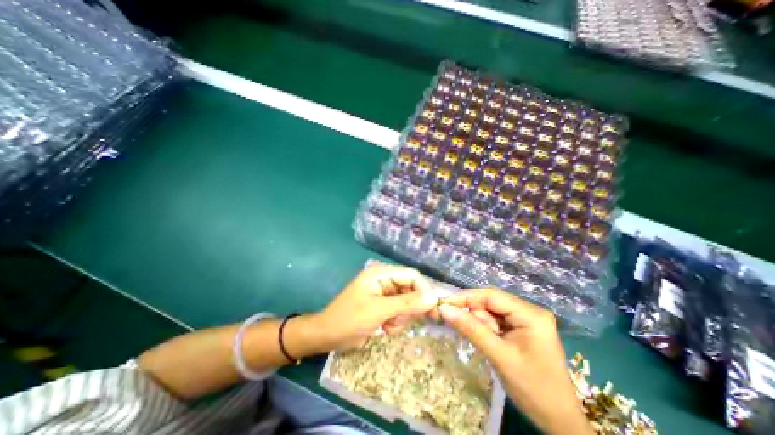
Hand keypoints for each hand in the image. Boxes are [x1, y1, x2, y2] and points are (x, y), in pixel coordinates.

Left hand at [303, 265, 438, 352]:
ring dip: (402, 317)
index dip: (425, 290)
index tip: (434, 309)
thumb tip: (433, 298)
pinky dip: (397, 322)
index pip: (411, 275)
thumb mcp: (379, 311)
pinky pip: (400, 312)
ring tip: (388, 325)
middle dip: (411, 307)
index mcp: (381, 273)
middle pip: (411, 289)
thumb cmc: (349, 319)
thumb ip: (407, 304)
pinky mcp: (383, 306)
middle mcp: (385, 280)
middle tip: (404, 321)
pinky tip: (385, 328)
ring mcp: (384, 294)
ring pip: (407, 303)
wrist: (327, 336)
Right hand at [436, 288, 594, 434]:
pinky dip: (485, 328)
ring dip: (479, 323)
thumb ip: (471, 329)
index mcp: (531, 314)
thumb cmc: (534, 389)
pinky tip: (485, 340)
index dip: (465, 297)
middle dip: (472, 313)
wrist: (559, 422)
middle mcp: (529, 311)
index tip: (443, 302)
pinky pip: (496, 321)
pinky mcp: (521, 329)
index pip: (491, 296)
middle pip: (491, 303)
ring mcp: (526, 320)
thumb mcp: (499, 356)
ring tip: (484, 343)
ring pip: (491, 312)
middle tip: (453, 322)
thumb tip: (444, 309)